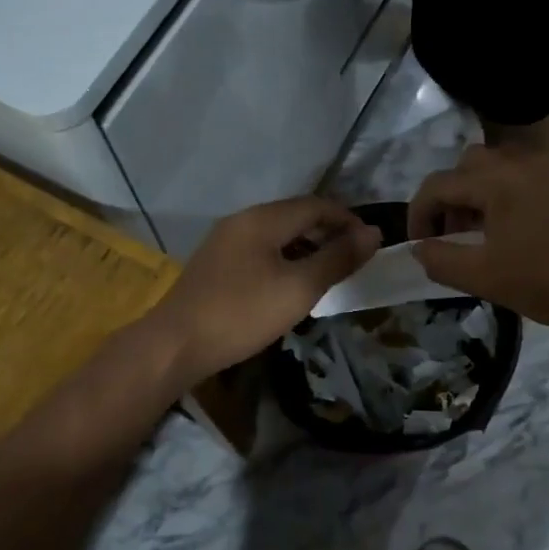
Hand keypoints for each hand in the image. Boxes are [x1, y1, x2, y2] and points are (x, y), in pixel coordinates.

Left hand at [149, 197, 381, 381]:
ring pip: (277, 234)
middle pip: (295, 215)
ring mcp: (225, 241)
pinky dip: (285, 258)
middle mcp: (242, 220)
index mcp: (263, 218)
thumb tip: (373, 234)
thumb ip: (337, 259)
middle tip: (353, 260)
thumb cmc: (242, 314)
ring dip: (307, 246)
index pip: (316, 205)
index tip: (371, 245)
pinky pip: (260, 250)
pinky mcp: (216, 264)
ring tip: (328, 273)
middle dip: (328, 232)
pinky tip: (291, 284)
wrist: (175, 344)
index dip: (348, 220)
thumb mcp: (299, 288)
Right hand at [408, 145, 548, 333]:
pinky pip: (524, 181)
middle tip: (449, 236)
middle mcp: (522, 165)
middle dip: (449, 199)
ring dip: (477, 198)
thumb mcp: (483, 277)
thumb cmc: (547, 281)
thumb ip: (440, 260)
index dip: (418, 214)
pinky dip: (505, 199)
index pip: (438, 184)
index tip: (418, 245)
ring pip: (497, 171)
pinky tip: (514, 237)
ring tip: (479, 238)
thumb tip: (419, 248)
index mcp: (497, 180)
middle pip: (467, 167)